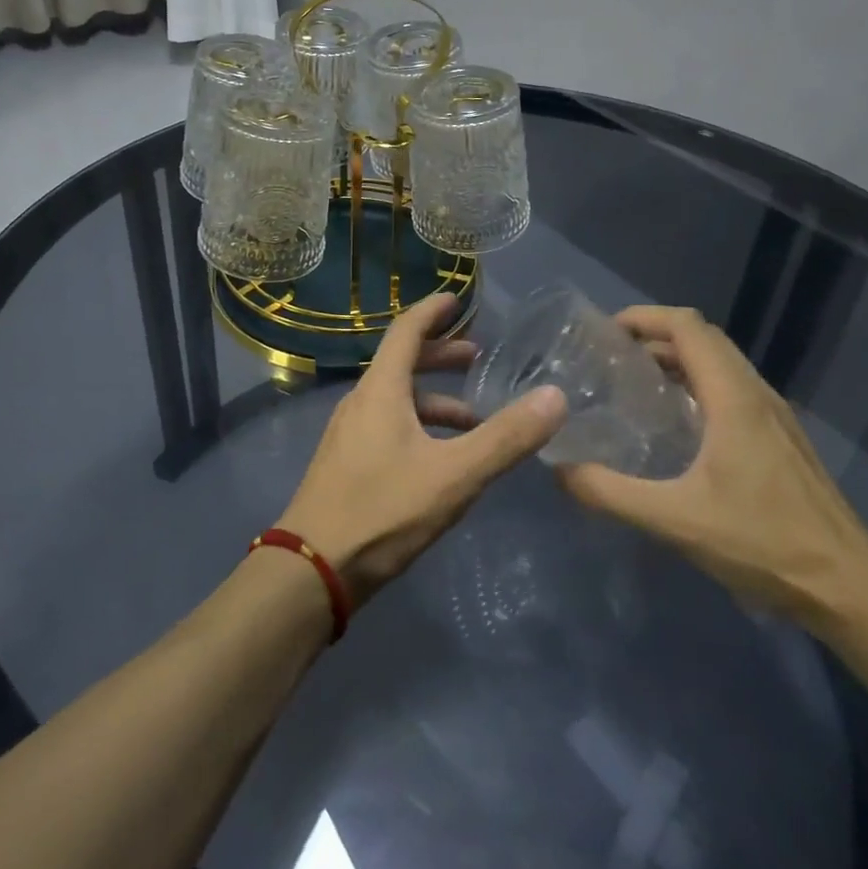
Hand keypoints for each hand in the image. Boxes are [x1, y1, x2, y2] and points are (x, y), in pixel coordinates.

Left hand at [277, 292, 567, 603]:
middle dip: (440, 355)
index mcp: (380, 390)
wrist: (312, 569)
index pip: (406, 331)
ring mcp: (349, 434)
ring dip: (434, 399)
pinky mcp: (346, 463)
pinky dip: (419, 426)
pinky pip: (388, 425)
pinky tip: (441, 459)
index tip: (457, 299)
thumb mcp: (455, 475)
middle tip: (477, 355)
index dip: (432, 311)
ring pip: (396, 399)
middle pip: (402, 363)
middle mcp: (361, 402)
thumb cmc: (383, 511)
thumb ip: (506, 437)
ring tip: (474, 418)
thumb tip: (555, 396)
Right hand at [555, 306, 867, 629]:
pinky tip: (678, 424)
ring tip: (636, 382)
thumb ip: (611, 493)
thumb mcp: (675, 520)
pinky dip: (698, 383)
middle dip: (656, 335)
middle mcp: (757, 393)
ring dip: (679, 358)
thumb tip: (560, 469)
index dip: (645, 317)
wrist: (850, 588)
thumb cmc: (764, 543)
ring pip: (722, 363)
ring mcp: (775, 416)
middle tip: (612, 356)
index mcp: (733, 398)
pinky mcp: (782, 438)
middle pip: (704, 338)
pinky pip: (734, 388)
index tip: (606, 332)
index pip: (688, 326)